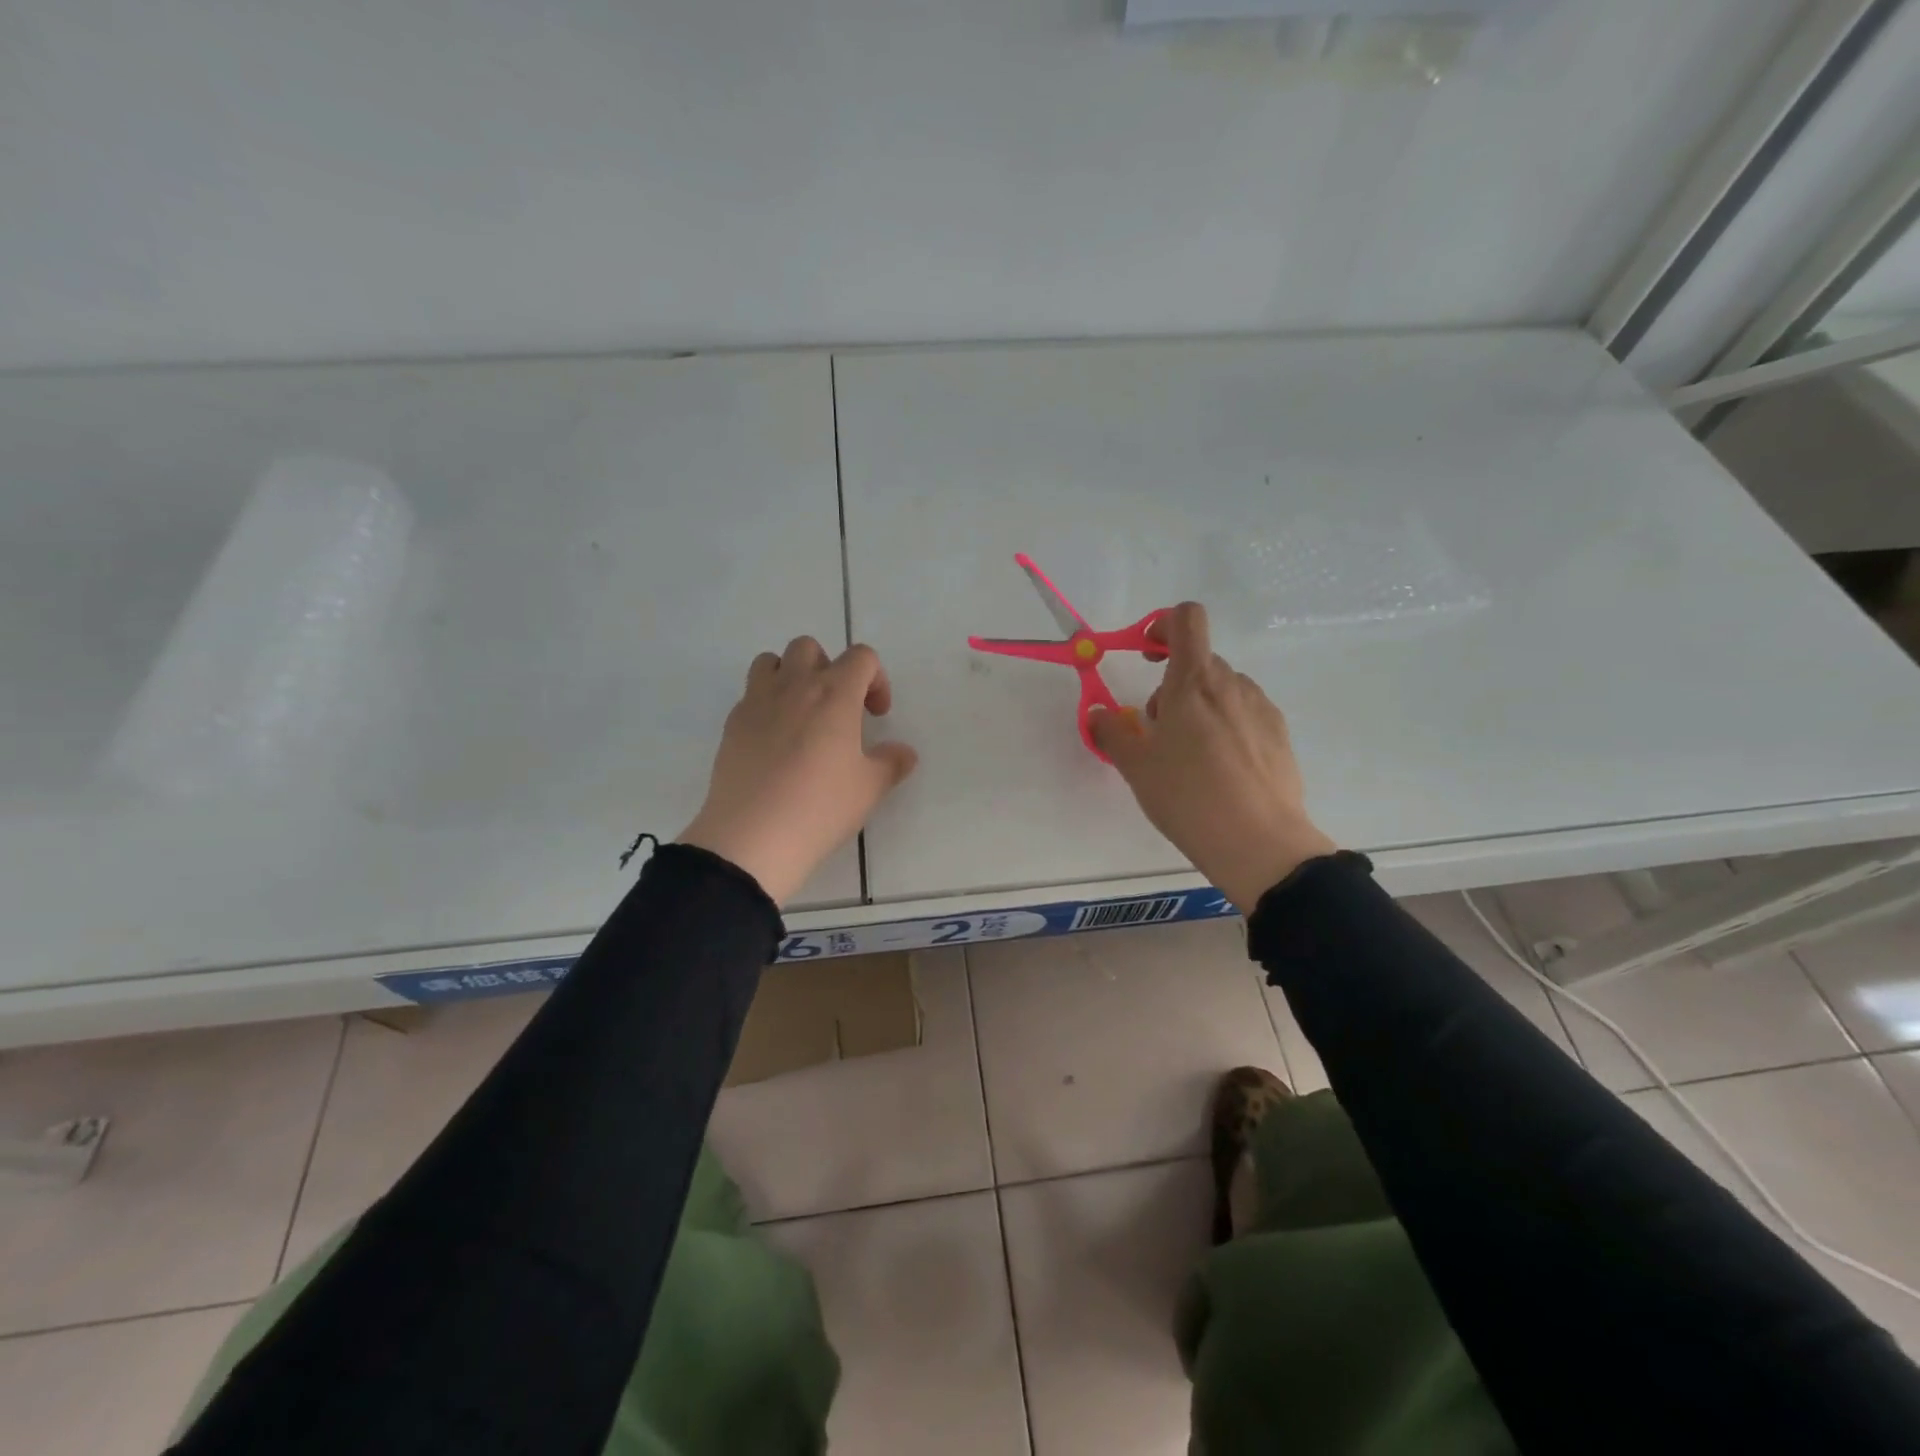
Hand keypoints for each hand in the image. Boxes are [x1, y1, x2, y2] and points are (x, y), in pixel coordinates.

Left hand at [678, 637, 917, 905]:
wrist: (753, 837)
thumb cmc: (821, 807)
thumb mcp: (870, 788)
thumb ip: (892, 763)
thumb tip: (904, 753)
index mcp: (835, 694)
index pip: (861, 657)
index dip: (876, 679)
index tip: (876, 715)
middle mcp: (794, 686)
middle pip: (810, 648)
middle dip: (830, 668)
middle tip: (839, 709)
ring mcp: (757, 702)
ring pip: (771, 662)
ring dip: (791, 676)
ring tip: (802, 714)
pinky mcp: (732, 724)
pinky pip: (751, 695)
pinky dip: (767, 705)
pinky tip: (775, 744)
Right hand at [1089, 603, 1335, 914]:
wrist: (1259, 843)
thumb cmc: (1187, 796)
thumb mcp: (1136, 767)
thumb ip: (1111, 732)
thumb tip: (1097, 714)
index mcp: (1193, 682)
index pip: (1186, 619)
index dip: (1162, 624)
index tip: (1148, 655)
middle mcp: (1231, 684)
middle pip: (1199, 662)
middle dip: (1173, 685)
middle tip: (1159, 731)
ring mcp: (1261, 708)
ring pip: (1222, 691)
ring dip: (1200, 707)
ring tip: (1191, 757)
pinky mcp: (1279, 735)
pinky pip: (1245, 714)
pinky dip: (1226, 727)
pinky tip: (1221, 771)